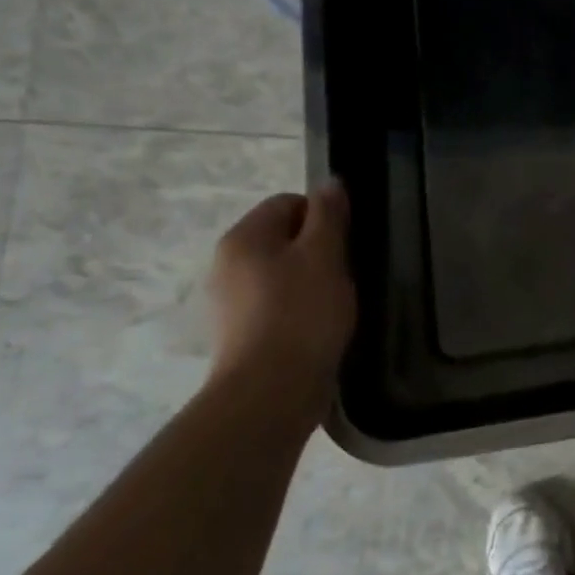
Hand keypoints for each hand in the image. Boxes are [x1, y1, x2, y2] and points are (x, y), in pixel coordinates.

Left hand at [208, 182, 356, 397]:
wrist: (271, 391)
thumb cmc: (302, 314)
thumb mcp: (325, 256)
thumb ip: (328, 216)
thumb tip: (330, 183)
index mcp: (244, 237)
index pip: (288, 203)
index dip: (323, 216)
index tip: (347, 243)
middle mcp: (227, 263)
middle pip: (282, 238)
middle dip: (317, 250)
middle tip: (345, 273)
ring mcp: (229, 301)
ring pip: (280, 273)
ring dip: (310, 281)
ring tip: (335, 304)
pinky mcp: (240, 333)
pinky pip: (276, 305)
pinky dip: (298, 309)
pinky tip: (318, 328)